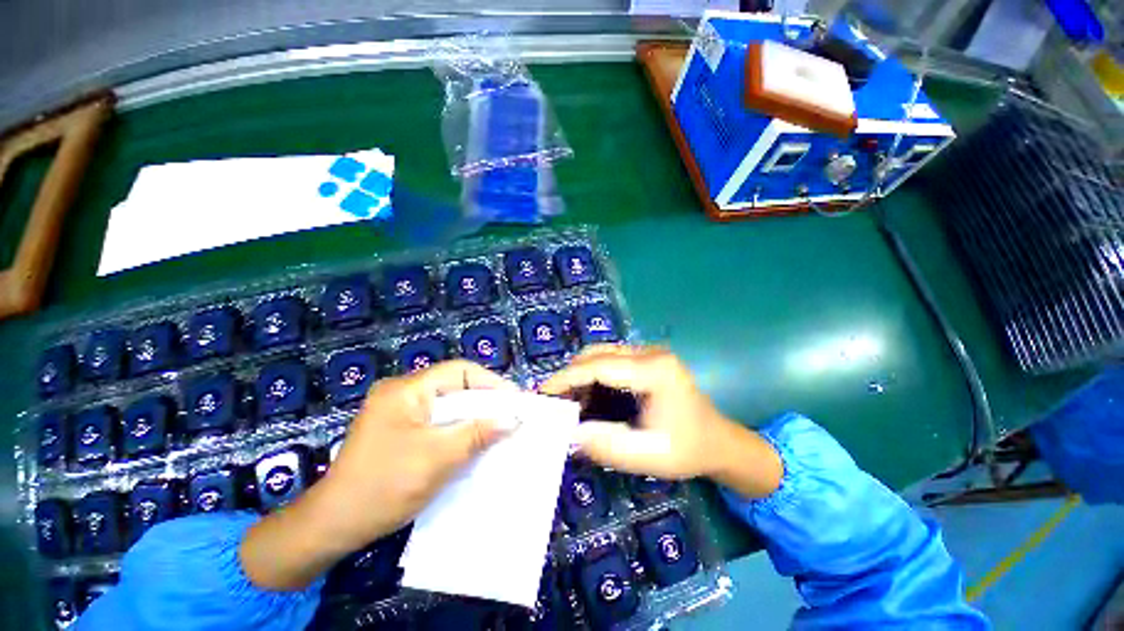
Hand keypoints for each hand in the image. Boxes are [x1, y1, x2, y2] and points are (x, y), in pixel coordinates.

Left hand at [240, 360, 514, 589]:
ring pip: (447, 406)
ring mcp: (398, 413)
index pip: (458, 371)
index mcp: (406, 389)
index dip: (490, 382)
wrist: (331, 527)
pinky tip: (473, 442)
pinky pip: (437, 422)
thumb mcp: (437, 458)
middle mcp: (402, 393)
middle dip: (484, 400)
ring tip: (499, 427)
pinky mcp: (399, 431)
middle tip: (511, 415)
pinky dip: (458, 429)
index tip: (514, 400)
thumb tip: (514, 419)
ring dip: (473, 416)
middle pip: (453, 387)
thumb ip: (477, 433)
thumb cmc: (383, 486)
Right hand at [540, 345, 781, 497]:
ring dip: (580, 374)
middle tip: (553, 400)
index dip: (568, 377)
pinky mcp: (646, 359)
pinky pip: (610, 360)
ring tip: (567, 400)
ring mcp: (649, 352)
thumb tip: (570, 433)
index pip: (600, 365)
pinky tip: (588, 396)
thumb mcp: (650, 456)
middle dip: (571, 374)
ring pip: (601, 354)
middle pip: (598, 353)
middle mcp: (650, 352)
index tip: (543, 392)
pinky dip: (593, 375)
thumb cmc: (689, 450)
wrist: (720, 442)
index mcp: (654, 370)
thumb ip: (608, 446)